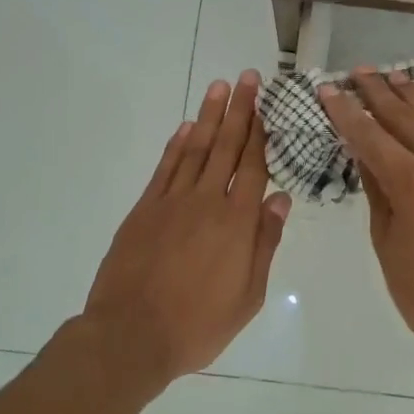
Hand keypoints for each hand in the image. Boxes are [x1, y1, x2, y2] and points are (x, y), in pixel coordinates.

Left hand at [84, 71, 291, 383]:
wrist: (131, 336)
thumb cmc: (198, 324)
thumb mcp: (248, 295)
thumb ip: (265, 243)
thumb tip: (281, 199)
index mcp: (237, 222)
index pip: (253, 165)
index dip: (259, 131)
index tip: (264, 102)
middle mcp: (206, 201)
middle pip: (226, 146)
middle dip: (239, 109)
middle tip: (247, 77)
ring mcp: (172, 202)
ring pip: (195, 149)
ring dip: (208, 116)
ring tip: (219, 87)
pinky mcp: (144, 210)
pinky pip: (165, 169)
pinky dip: (176, 145)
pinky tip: (185, 127)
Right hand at [318, 70, 413, 352]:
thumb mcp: (386, 243)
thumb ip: (377, 192)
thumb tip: (365, 155)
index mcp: (411, 183)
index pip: (370, 137)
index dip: (346, 112)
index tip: (328, 89)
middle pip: (405, 119)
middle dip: (378, 93)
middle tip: (359, 72)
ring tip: (395, 75)